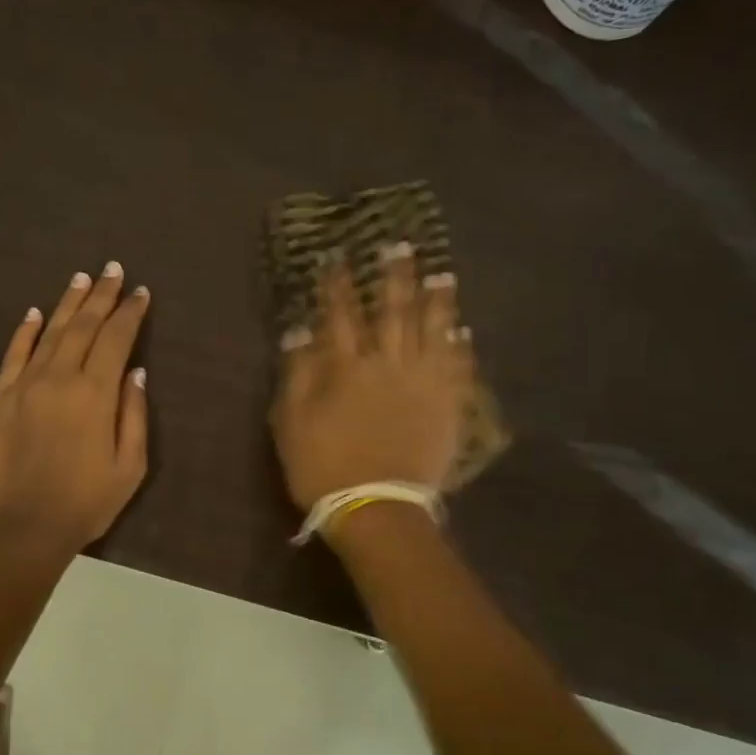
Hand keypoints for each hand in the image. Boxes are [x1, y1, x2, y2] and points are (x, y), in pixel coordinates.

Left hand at [0, 262, 150, 553]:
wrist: (20, 529)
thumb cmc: (84, 503)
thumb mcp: (129, 467)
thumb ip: (134, 416)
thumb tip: (135, 373)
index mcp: (96, 393)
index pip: (117, 339)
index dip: (130, 312)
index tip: (140, 292)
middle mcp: (60, 377)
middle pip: (84, 326)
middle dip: (101, 295)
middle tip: (112, 270)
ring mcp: (24, 385)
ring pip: (50, 333)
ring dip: (67, 304)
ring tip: (81, 279)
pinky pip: (13, 355)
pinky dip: (25, 331)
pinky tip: (34, 314)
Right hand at [270, 244, 470, 513]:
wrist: (376, 508)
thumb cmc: (323, 466)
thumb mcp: (291, 422)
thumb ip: (297, 374)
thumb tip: (299, 332)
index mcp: (347, 367)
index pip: (340, 315)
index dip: (337, 284)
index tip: (337, 257)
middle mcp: (389, 364)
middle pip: (393, 311)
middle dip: (394, 277)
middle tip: (400, 246)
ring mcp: (423, 384)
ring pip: (432, 331)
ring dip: (436, 301)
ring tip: (441, 274)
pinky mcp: (447, 406)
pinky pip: (457, 369)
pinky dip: (460, 348)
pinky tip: (463, 332)